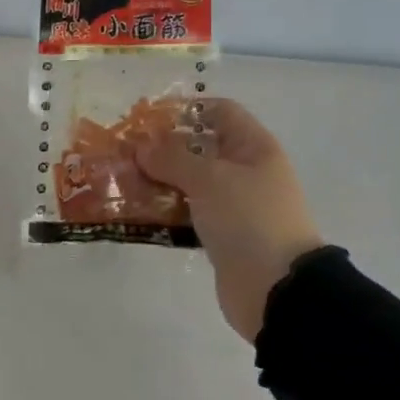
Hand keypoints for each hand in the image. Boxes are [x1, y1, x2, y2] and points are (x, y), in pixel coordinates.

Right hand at [137, 98, 323, 342]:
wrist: (277, 290)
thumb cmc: (249, 219)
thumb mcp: (210, 179)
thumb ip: (172, 158)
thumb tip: (141, 146)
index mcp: (253, 146)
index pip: (220, 111)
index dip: (186, 109)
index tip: (147, 118)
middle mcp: (245, 170)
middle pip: (200, 147)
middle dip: (162, 147)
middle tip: (123, 152)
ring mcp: (234, 205)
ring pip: (190, 182)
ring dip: (159, 180)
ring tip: (121, 180)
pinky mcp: (221, 235)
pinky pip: (189, 213)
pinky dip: (166, 210)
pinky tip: (136, 211)